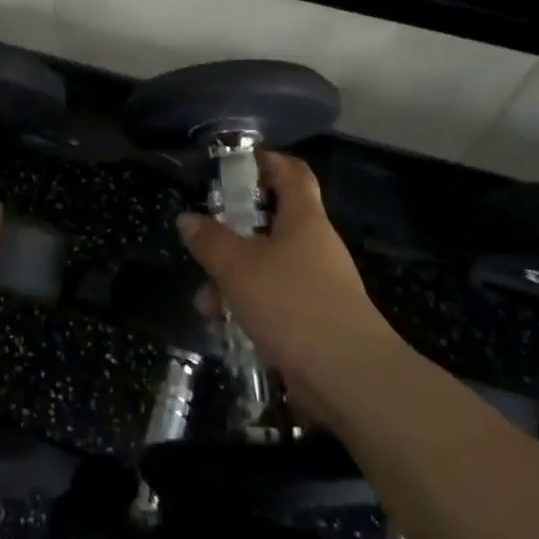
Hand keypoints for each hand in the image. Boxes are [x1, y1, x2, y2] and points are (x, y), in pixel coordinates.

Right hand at [177, 152, 389, 413]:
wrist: (350, 377)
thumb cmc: (292, 304)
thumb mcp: (238, 268)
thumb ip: (210, 240)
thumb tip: (188, 218)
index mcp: (303, 219)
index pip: (292, 172)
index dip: (267, 161)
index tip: (236, 162)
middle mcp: (314, 245)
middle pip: (273, 223)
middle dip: (233, 234)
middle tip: (204, 242)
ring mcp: (318, 285)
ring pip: (268, 267)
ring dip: (234, 279)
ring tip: (205, 303)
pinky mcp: (316, 321)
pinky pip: (275, 302)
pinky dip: (249, 308)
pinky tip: (225, 329)